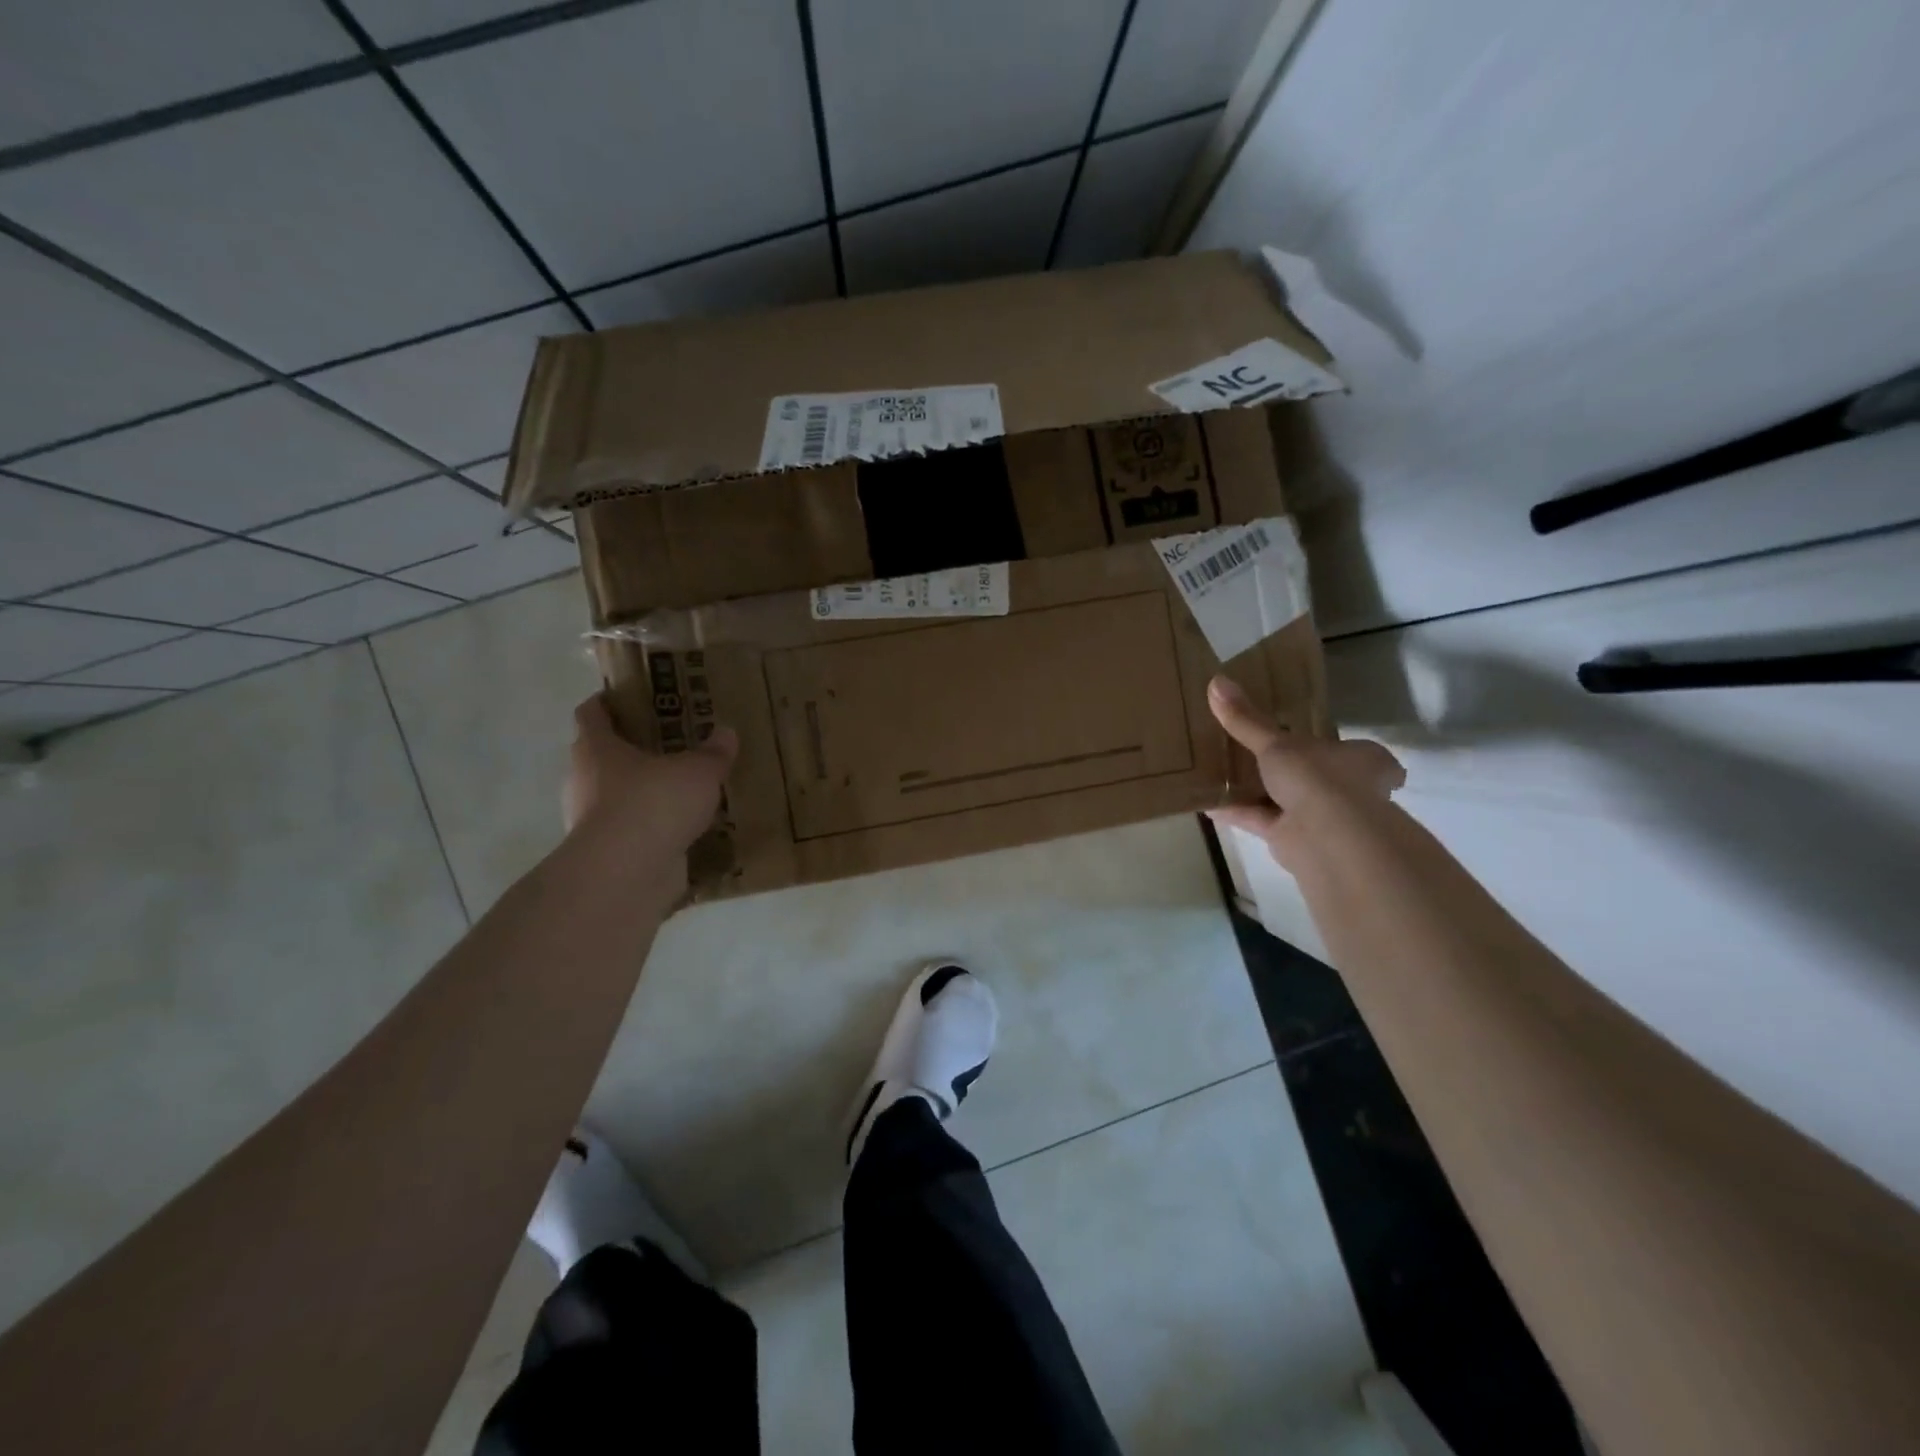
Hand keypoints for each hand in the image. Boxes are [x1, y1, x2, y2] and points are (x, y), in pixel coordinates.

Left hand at [563, 694, 737, 858]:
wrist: (626, 873)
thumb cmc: (653, 804)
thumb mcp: (698, 772)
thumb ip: (713, 753)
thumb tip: (726, 733)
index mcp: (596, 749)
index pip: (590, 714)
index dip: (605, 703)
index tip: (624, 698)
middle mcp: (584, 781)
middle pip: (600, 757)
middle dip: (629, 751)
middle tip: (667, 747)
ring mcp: (589, 821)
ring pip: (614, 797)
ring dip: (639, 794)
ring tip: (679, 792)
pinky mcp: (605, 854)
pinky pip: (629, 833)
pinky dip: (648, 830)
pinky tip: (679, 831)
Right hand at [1206, 675, 1404, 871]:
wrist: (1325, 836)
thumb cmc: (1316, 776)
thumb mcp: (1276, 742)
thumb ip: (1246, 719)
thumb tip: (1216, 681)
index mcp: (1360, 759)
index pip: (1357, 751)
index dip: (1335, 746)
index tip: (1309, 739)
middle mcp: (1349, 789)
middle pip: (1317, 776)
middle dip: (1289, 770)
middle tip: (1255, 754)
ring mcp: (1324, 818)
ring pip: (1286, 800)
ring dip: (1258, 792)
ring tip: (1223, 775)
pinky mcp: (1295, 840)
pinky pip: (1262, 820)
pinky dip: (1238, 812)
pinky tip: (1209, 803)